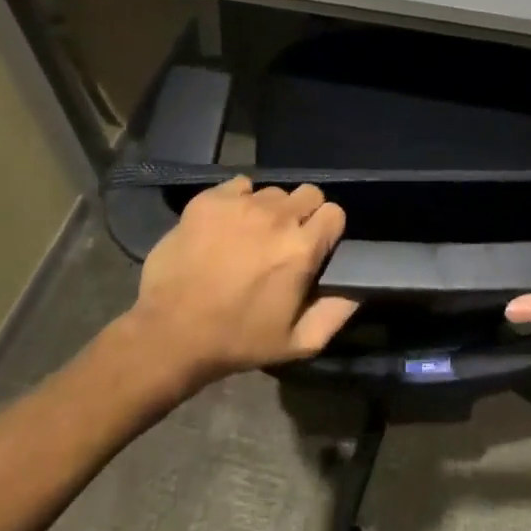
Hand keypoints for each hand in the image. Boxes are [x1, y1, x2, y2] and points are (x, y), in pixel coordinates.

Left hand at [126, 177, 358, 386]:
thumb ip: (337, 312)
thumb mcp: (298, 343)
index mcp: (302, 248)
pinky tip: (226, 226)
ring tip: (250, 236)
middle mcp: (277, 217)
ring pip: (272, 192)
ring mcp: (241, 204)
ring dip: (269, 211)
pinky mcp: (210, 200)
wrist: (170, 335)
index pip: (334, 212)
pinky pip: (239, 186)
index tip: (314, 247)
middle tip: (282, 241)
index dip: (327, 230)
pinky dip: (238, 201)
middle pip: (308, 193)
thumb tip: (360, 287)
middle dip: (302, 214)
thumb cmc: (238, 341)